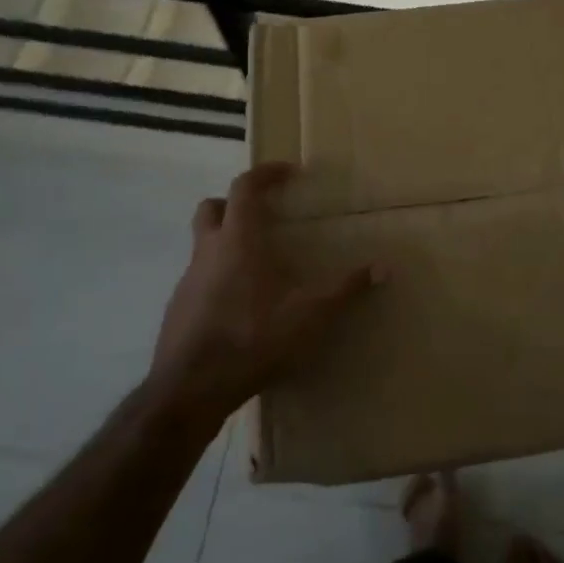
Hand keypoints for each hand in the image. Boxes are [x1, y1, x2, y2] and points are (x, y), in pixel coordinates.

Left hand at [152, 162, 378, 421]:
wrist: (190, 390)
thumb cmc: (253, 338)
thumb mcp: (310, 314)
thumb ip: (347, 289)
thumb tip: (385, 267)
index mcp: (239, 240)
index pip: (245, 187)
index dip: (266, 174)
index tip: (288, 172)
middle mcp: (208, 251)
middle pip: (212, 207)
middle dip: (235, 202)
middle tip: (264, 214)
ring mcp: (187, 281)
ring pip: (203, 245)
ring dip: (227, 242)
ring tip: (260, 265)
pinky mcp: (178, 310)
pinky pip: (199, 279)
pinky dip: (218, 278)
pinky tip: (240, 305)